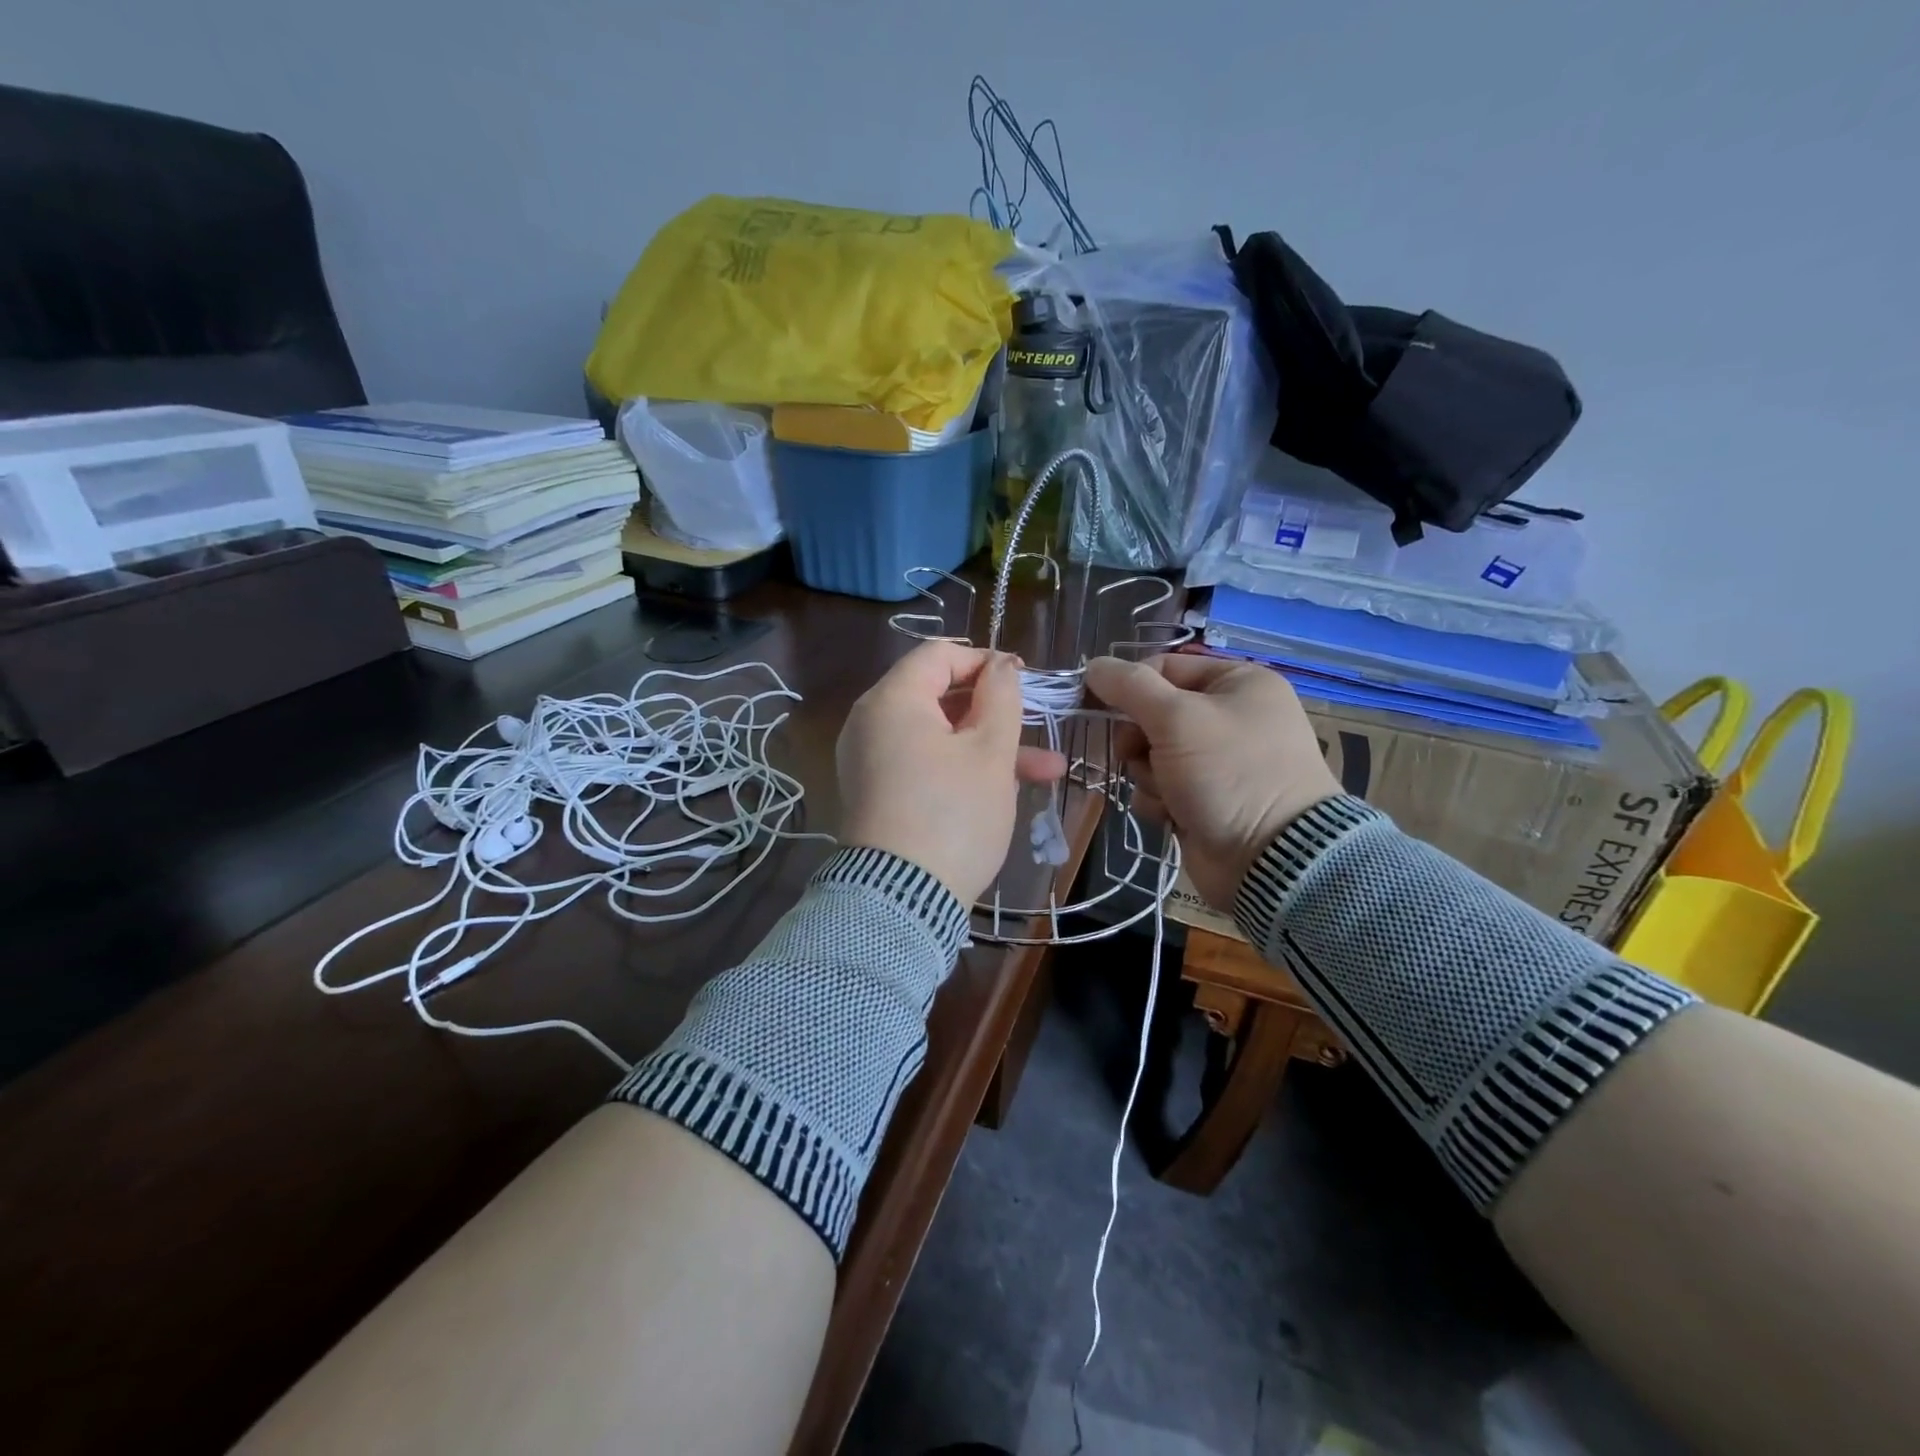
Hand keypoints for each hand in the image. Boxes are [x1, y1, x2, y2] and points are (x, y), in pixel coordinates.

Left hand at [838, 642, 1066, 904]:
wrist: (901, 900)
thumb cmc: (953, 814)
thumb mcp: (990, 752)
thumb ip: (1000, 697)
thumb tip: (1000, 665)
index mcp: (892, 700)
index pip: (939, 655)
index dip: (985, 661)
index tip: (1024, 681)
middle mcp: (871, 723)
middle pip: (939, 696)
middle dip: (996, 713)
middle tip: (1037, 726)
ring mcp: (871, 761)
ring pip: (939, 737)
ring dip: (990, 748)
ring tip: (1047, 770)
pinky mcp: (878, 794)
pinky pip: (923, 764)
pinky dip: (961, 769)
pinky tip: (1007, 791)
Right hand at [1084, 653, 1339, 908]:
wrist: (1270, 860)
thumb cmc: (1228, 773)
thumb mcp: (1177, 718)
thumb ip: (1130, 686)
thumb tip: (1093, 665)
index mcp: (1237, 683)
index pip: (1164, 668)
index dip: (1129, 686)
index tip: (1098, 705)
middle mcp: (1230, 716)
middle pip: (1152, 714)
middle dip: (1139, 740)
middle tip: (1140, 754)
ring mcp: (1217, 762)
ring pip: (1151, 754)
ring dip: (1148, 774)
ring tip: (1169, 793)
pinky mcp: (1204, 799)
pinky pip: (1161, 788)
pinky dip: (1159, 801)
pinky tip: (1174, 815)